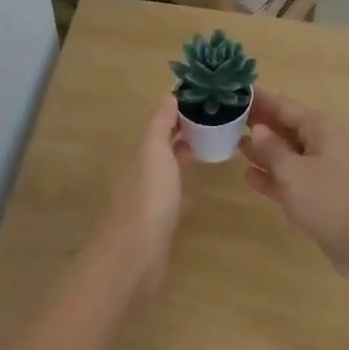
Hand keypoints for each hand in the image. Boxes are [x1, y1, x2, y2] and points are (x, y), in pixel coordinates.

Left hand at [97, 95, 188, 289]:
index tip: (204, 102)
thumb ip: (160, 124)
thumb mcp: (154, 151)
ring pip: (166, 172)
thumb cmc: (149, 196)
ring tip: (207, 152)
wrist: (135, 253)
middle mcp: (140, 173)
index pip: (159, 124)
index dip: (177, 112)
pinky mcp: (157, 224)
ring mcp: (148, 199)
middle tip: (213, 124)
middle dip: (181, 134)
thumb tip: (169, 96)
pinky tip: (196, 196)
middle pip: (161, 147)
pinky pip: (172, 201)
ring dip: (181, 161)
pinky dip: (183, 193)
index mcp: (140, 153)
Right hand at [240, 92, 348, 273]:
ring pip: (287, 154)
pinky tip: (249, 176)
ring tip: (232, 144)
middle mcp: (323, 144)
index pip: (283, 106)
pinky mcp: (320, 195)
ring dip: (263, 150)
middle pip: (285, 128)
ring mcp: (323, 170)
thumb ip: (271, 148)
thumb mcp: (292, 171)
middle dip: (259, 124)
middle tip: (226, 120)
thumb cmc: (329, 199)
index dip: (258, 100)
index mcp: (320, 128)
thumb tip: (258, 128)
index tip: (232, 93)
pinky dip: (273, 176)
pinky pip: (292, 178)